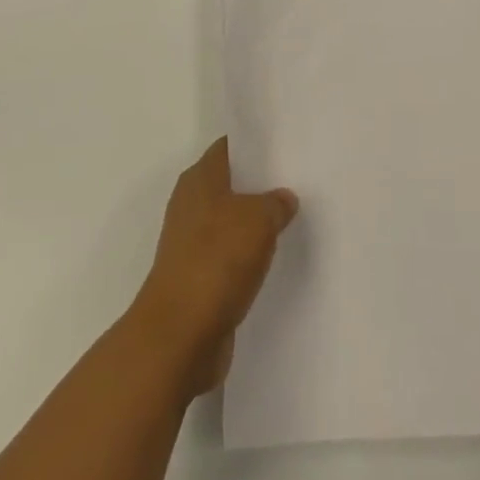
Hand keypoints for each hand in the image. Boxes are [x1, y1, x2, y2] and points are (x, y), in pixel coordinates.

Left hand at [128, 138, 298, 394]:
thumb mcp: (258, 219)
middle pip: (231, 184)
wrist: (180, 335)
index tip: (286, 143)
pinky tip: (275, 259)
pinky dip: (249, 256)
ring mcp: (191, 243)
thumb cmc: (216, 261)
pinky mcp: (198, 278)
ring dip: (256, 223)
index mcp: (199, 179)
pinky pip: (230, 256)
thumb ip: (275, 203)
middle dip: (260, 183)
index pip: (229, 147)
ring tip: (294, 219)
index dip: (255, 144)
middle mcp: (191, 204)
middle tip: (299, 180)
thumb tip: (283, 198)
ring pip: (231, 221)